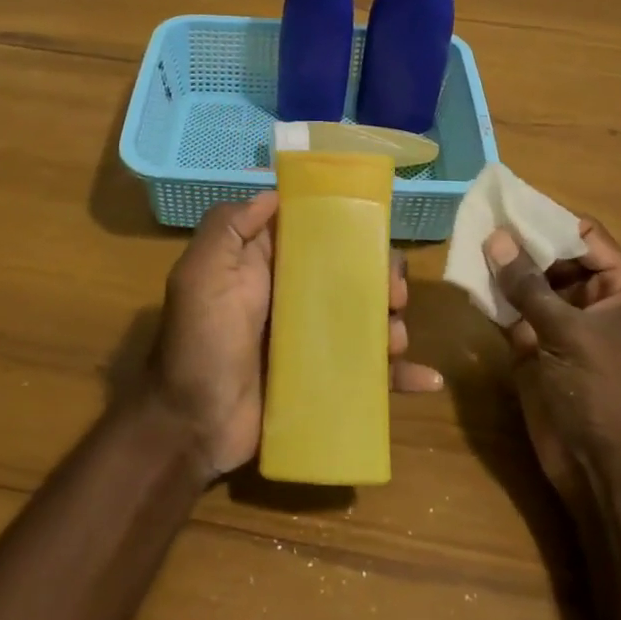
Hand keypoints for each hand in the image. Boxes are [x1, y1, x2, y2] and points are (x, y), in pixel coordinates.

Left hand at [151, 192, 442, 478]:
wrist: (192, 426)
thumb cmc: (200, 343)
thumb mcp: (201, 275)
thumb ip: (228, 228)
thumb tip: (272, 193)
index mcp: (268, 268)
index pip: (317, 236)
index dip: (349, 230)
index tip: (377, 233)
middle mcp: (293, 298)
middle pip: (352, 278)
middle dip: (382, 280)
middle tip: (394, 296)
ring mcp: (312, 342)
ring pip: (367, 322)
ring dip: (393, 325)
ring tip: (395, 339)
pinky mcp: (324, 381)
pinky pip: (370, 375)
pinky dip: (401, 376)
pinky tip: (428, 380)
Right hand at [484, 219, 620, 510]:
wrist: (605, 473)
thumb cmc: (604, 393)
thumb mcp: (568, 332)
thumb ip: (529, 285)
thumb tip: (495, 236)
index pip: (586, 237)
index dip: (548, 219)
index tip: (508, 201)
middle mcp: (597, 303)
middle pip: (556, 258)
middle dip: (520, 242)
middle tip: (477, 218)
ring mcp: (566, 328)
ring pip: (532, 285)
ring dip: (503, 268)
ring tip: (466, 240)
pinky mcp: (539, 350)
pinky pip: (515, 314)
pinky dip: (495, 299)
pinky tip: (468, 279)